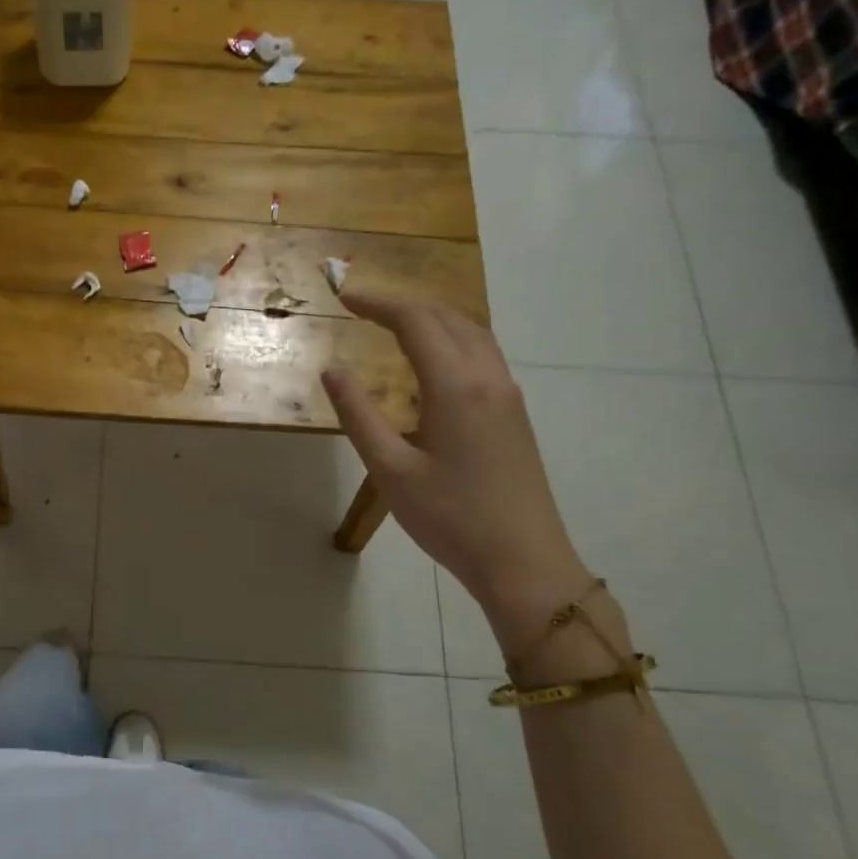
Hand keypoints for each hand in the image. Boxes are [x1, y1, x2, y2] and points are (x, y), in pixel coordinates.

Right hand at [321, 294, 590, 649]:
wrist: (524, 562)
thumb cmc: (450, 518)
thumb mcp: (391, 470)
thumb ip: (359, 415)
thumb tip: (333, 372)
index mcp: (456, 386)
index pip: (415, 322)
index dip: (378, 303)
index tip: (344, 297)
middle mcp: (488, 378)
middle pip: (447, 318)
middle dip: (403, 304)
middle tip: (362, 307)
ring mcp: (508, 394)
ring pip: (471, 333)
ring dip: (432, 318)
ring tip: (394, 325)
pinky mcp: (515, 414)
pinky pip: (483, 355)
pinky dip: (451, 339)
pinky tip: (433, 363)